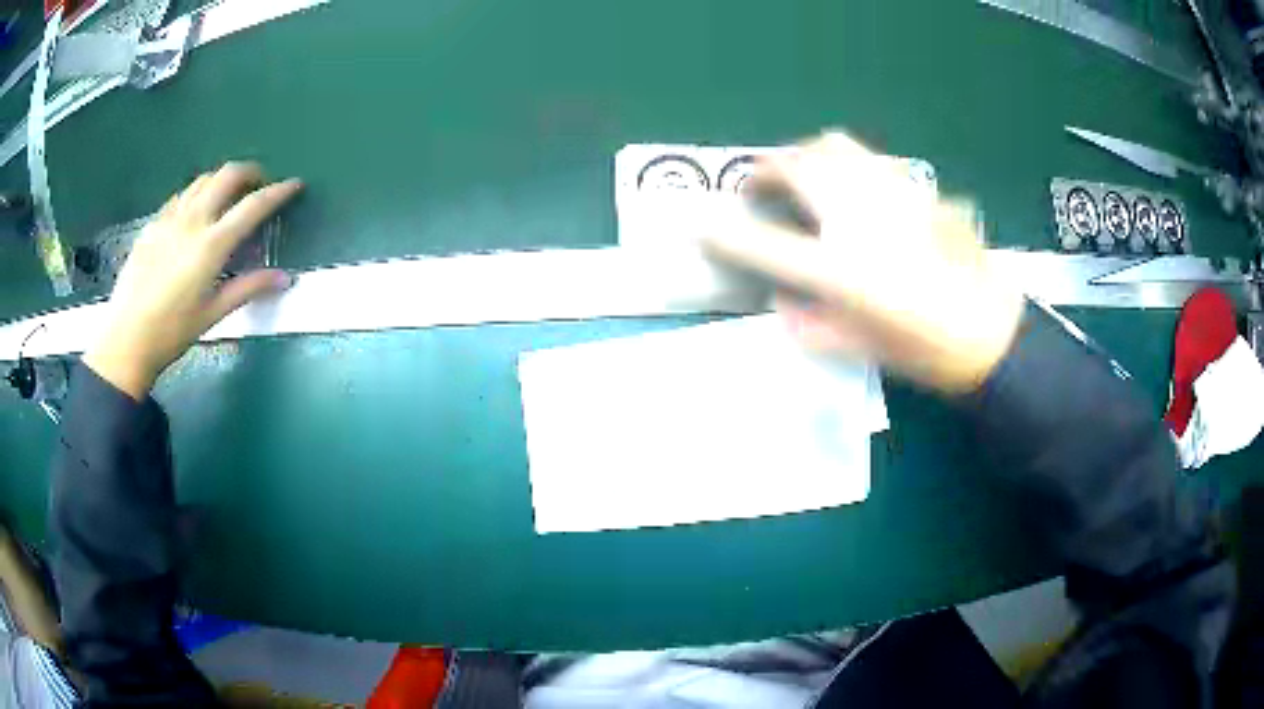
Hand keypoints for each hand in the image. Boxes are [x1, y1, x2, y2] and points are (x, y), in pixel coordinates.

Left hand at [84, 162, 302, 399]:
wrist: (125, 339)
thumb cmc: (172, 332)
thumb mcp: (212, 314)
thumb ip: (248, 289)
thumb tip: (285, 279)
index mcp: (211, 244)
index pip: (253, 206)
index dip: (278, 192)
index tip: (295, 185)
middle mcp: (192, 220)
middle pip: (227, 175)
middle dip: (250, 172)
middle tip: (259, 184)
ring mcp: (169, 218)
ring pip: (203, 180)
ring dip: (222, 179)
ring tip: (229, 195)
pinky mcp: (152, 224)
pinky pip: (180, 195)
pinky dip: (197, 193)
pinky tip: (195, 211)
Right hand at [700, 132, 1023, 392]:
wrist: (991, 331)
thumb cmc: (926, 350)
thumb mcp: (859, 349)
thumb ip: (810, 324)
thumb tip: (782, 300)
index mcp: (841, 268)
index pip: (764, 243)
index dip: (723, 232)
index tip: (699, 224)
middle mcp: (859, 218)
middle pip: (797, 165)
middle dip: (767, 169)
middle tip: (761, 186)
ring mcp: (890, 194)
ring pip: (834, 145)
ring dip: (806, 155)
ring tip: (804, 176)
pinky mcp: (916, 188)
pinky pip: (870, 157)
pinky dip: (847, 162)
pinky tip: (855, 186)